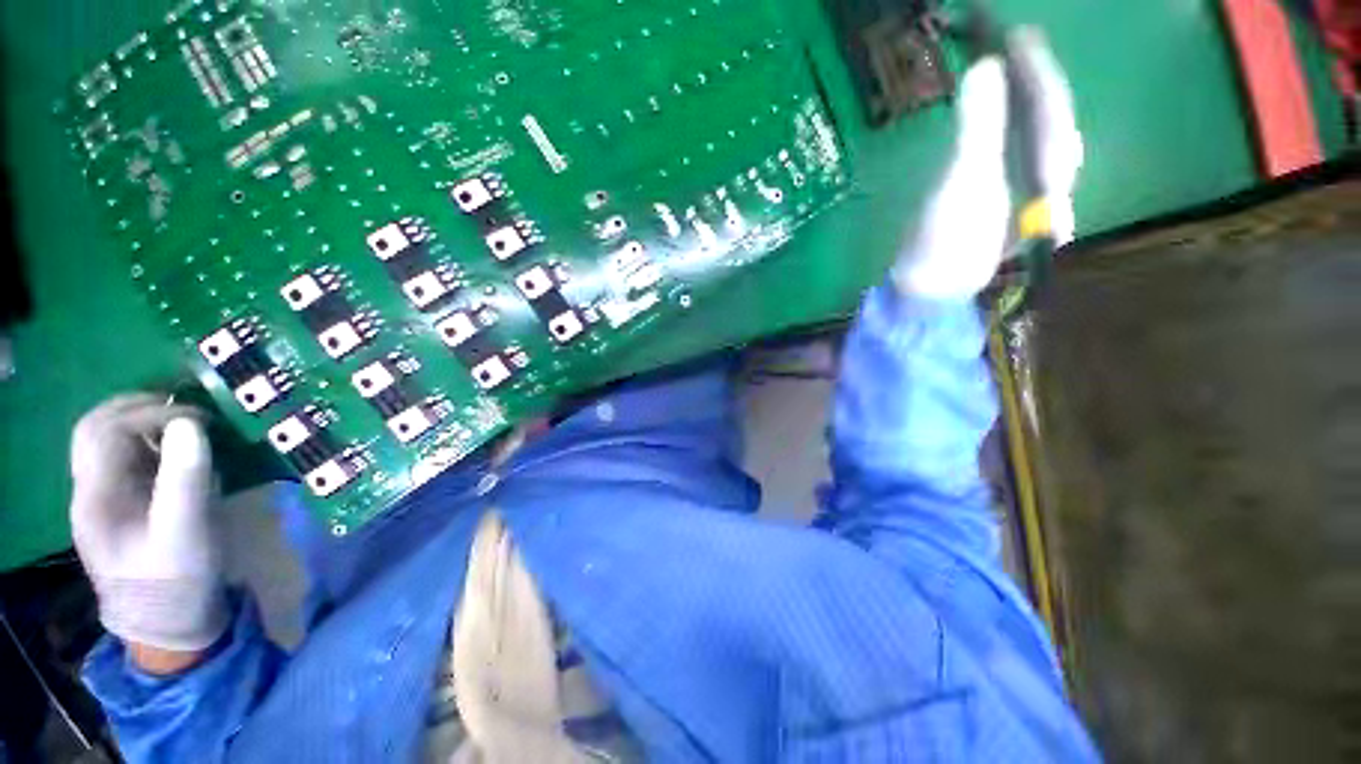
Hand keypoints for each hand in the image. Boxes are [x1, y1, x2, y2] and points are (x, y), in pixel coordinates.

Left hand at [70, 395, 227, 662]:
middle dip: (136, 408)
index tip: (199, 418)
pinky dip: (148, 443)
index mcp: (96, 497)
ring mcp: (101, 499)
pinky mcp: (119, 506)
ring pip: (105, 440)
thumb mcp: (186, 530)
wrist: (169, 623)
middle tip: (185, 409)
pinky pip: (123, 459)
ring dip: (141, 423)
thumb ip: (185, 477)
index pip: (106, 430)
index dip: (150, 413)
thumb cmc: (176, 578)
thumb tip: (191, 424)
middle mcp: (89, 491)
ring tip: (183, 426)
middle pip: (94, 428)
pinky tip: (176, 452)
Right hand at [894, 31, 1082, 298]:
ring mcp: (1022, 195)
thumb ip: (980, 129)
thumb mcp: (965, 184)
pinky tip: (990, 120)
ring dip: (1017, 104)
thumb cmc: (948, 244)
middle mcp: (1046, 182)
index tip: (1017, 34)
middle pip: (1047, 122)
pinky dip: (998, 131)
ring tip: (1004, 74)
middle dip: (1032, 83)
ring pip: (1030, 138)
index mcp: (1050, 176)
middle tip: (1011, 48)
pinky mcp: (997, 204)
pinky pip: (1006, 155)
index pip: (1053, 110)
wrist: (927, 291)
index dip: (1037, 70)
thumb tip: (986, 66)